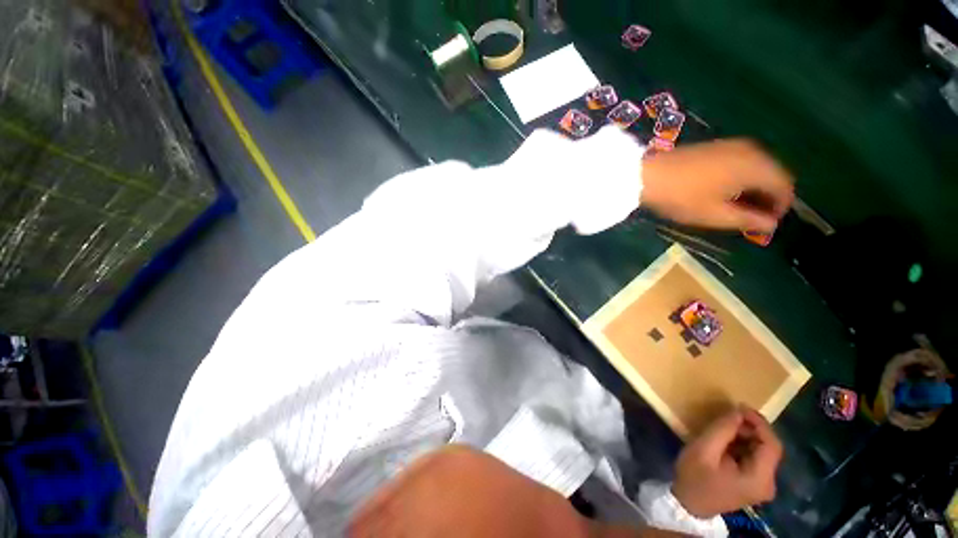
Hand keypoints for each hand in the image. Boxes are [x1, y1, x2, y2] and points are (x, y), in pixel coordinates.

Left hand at [641, 139, 794, 232]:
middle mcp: (752, 150)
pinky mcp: (717, 145)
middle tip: (752, 218)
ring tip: (738, 208)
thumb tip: (772, 225)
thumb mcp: (716, 214)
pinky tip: (726, 192)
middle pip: (773, 174)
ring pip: (758, 167)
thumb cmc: (682, 197)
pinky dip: (742, 177)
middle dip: (768, 197)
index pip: (785, 186)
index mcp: (757, 166)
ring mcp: (733, 144)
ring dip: (755, 187)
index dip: (780, 207)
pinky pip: (742, 162)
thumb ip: (748, 220)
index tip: (767, 224)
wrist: (649, 175)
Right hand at [671, 406, 782, 517]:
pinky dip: (743, 445)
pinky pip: (755, 458)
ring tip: (725, 427)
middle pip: (768, 448)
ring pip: (762, 452)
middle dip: (751, 429)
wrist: (689, 504)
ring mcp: (762, 484)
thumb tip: (737, 412)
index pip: (771, 445)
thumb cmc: (695, 477)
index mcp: (760, 478)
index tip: (739, 406)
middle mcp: (768, 483)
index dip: (759, 423)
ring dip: (746, 436)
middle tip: (729, 416)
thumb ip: (722, 430)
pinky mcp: (754, 483)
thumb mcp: (703, 450)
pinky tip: (727, 441)